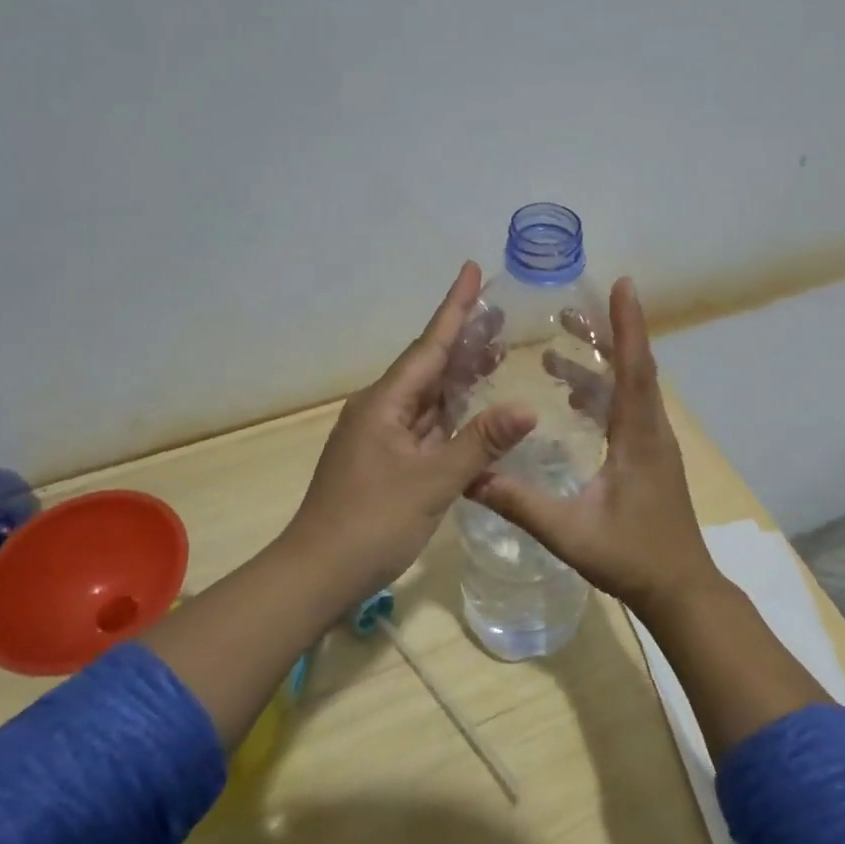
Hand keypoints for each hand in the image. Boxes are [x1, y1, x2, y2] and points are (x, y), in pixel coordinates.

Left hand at [286, 262, 535, 601]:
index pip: (428, 345)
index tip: (472, 270)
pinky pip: (425, 424)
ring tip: (495, 353)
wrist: (318, 573)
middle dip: (463, 339)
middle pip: (429, 365)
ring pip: (428, 396)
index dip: (455, 308)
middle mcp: (380, 410)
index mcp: (385, 403)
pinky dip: (452, 413)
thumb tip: (526, 409)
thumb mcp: (432, 481)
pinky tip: (473, 411)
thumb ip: (480, 443)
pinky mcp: (385, 461)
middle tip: (501, 316)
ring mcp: (381, 436)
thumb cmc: (371, 522)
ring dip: (459, 376)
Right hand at [468, 277, 720, 614]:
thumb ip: (520, 503)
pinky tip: (573, 399)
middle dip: (604, 334)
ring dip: (597, 366)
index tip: (622, 285)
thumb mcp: (570, 532)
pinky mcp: (650, 458)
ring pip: (629, 390)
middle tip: (566, 310)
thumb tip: (469, 477)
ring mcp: (654, 444)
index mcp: (639, 438)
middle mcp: (652, 431)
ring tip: (554, 351)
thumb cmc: (632, 557)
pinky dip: (601, 394)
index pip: (635, 369)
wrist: (680, 589)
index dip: (628, 325)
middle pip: (633, 369)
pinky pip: (627, 410)